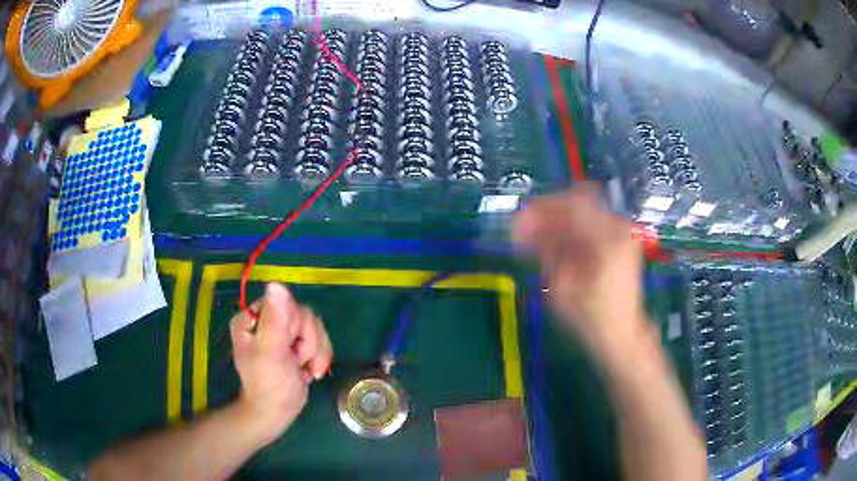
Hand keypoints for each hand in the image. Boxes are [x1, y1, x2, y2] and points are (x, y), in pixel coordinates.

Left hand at [230, 283, 332, 443]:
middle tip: (298, 362)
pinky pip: (319, 338)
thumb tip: (276, 283)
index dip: (296, 327)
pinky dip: (320, 357)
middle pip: (303, 315)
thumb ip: (275, 320)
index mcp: (252, 317)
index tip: (291, 349)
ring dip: (316, 352)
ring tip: (306, 371)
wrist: (276, 413)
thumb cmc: (268, 385)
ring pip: (314, 326)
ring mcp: (282, 332)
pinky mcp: (296, 344)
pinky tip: (310, 372)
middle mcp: (266, 319)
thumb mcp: (270, 353)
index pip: (285, 303)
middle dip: (308, 343)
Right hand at [513, 185, 646, 350]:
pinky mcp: (620, 242)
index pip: (571, 206)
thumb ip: (544, 251)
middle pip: (577, 204)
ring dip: (557, 223)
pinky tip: (554, 245)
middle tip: (524, 229)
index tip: (517, 221)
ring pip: (583, 214)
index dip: (540, 210)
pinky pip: (591, 225)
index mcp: (608, 238)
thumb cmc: (591, 318)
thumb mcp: (561, 287)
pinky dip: (571, 232)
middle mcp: (619, 228)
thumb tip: (523, 228)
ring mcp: (622, 233)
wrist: (621, 335)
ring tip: (535, 239)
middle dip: (547, 214)